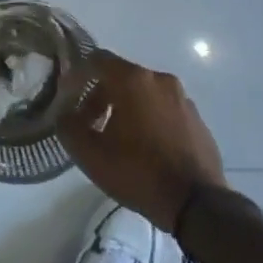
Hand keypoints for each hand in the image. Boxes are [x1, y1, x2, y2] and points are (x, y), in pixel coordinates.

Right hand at [61, 50, 226, 232]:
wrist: (196, 203)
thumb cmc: (138, 173)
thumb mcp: (90, 155)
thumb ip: (68, 127)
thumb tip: (65, 114)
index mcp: (133, 80)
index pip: (98, 60)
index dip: (78, 75)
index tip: (68, 96)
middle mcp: (160, 80)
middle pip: (121, 77)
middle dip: (101, 96)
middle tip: (90, 125)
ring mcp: (182, 98)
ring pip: (144, 93)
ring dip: (126, 108)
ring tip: (117, 140)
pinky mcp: (197, 118)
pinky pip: (164, 109)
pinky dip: (149, 119)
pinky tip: (145, 148)